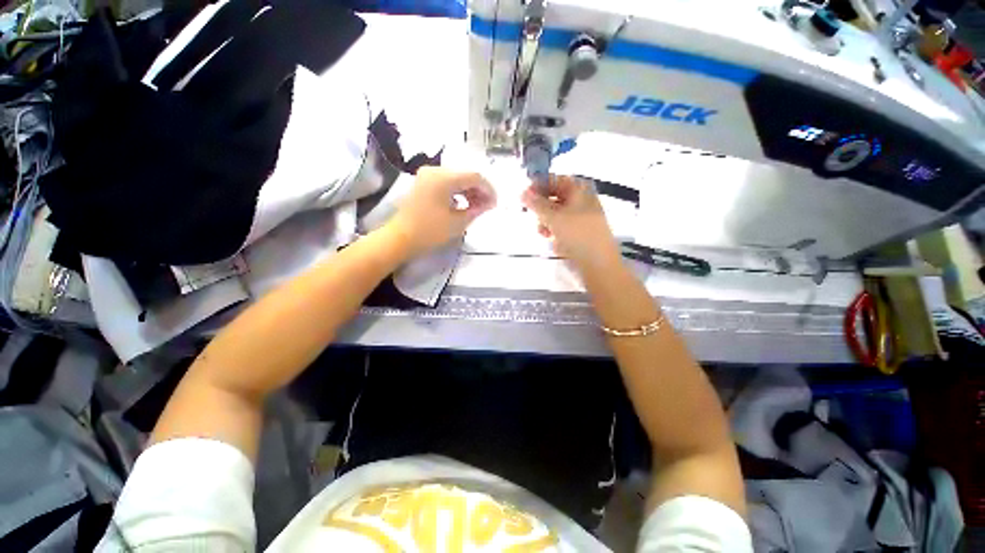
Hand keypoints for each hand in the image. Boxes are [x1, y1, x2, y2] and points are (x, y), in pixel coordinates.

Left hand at [385, 167, 496, 256]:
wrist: (400, 238)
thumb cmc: (430, 231)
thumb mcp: (457, 222)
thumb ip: (476, 209)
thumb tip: (488, 204)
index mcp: (444, 177)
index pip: (474, 176)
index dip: (488, 189)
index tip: (495, 203)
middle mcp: (435, 170)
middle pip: (465, 174)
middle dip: (479, 190)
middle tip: (487, 206)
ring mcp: (427, 175)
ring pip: (456, 178)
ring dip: (468, 191)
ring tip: (477, 207)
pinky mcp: (423, 183)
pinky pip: (446, 182)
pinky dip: (457, 192)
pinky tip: (462, 204)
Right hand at [521, 175, 619, 270]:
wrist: (598, 262)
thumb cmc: (577, 234)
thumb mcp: (553, 217)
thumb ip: (536, 204)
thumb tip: (522, 192)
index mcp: (579, 189)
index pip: (554, 179)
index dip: (538, 185)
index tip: (523, 195)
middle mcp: (582, 199)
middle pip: (555, 196)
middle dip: (541, 206)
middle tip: (531, 214)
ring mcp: (582, 216)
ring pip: (557, 212)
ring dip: (546, 220)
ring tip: (542, 231)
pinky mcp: (580, 231)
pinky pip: (562, 225)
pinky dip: (554, 229)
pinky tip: (549, 238)